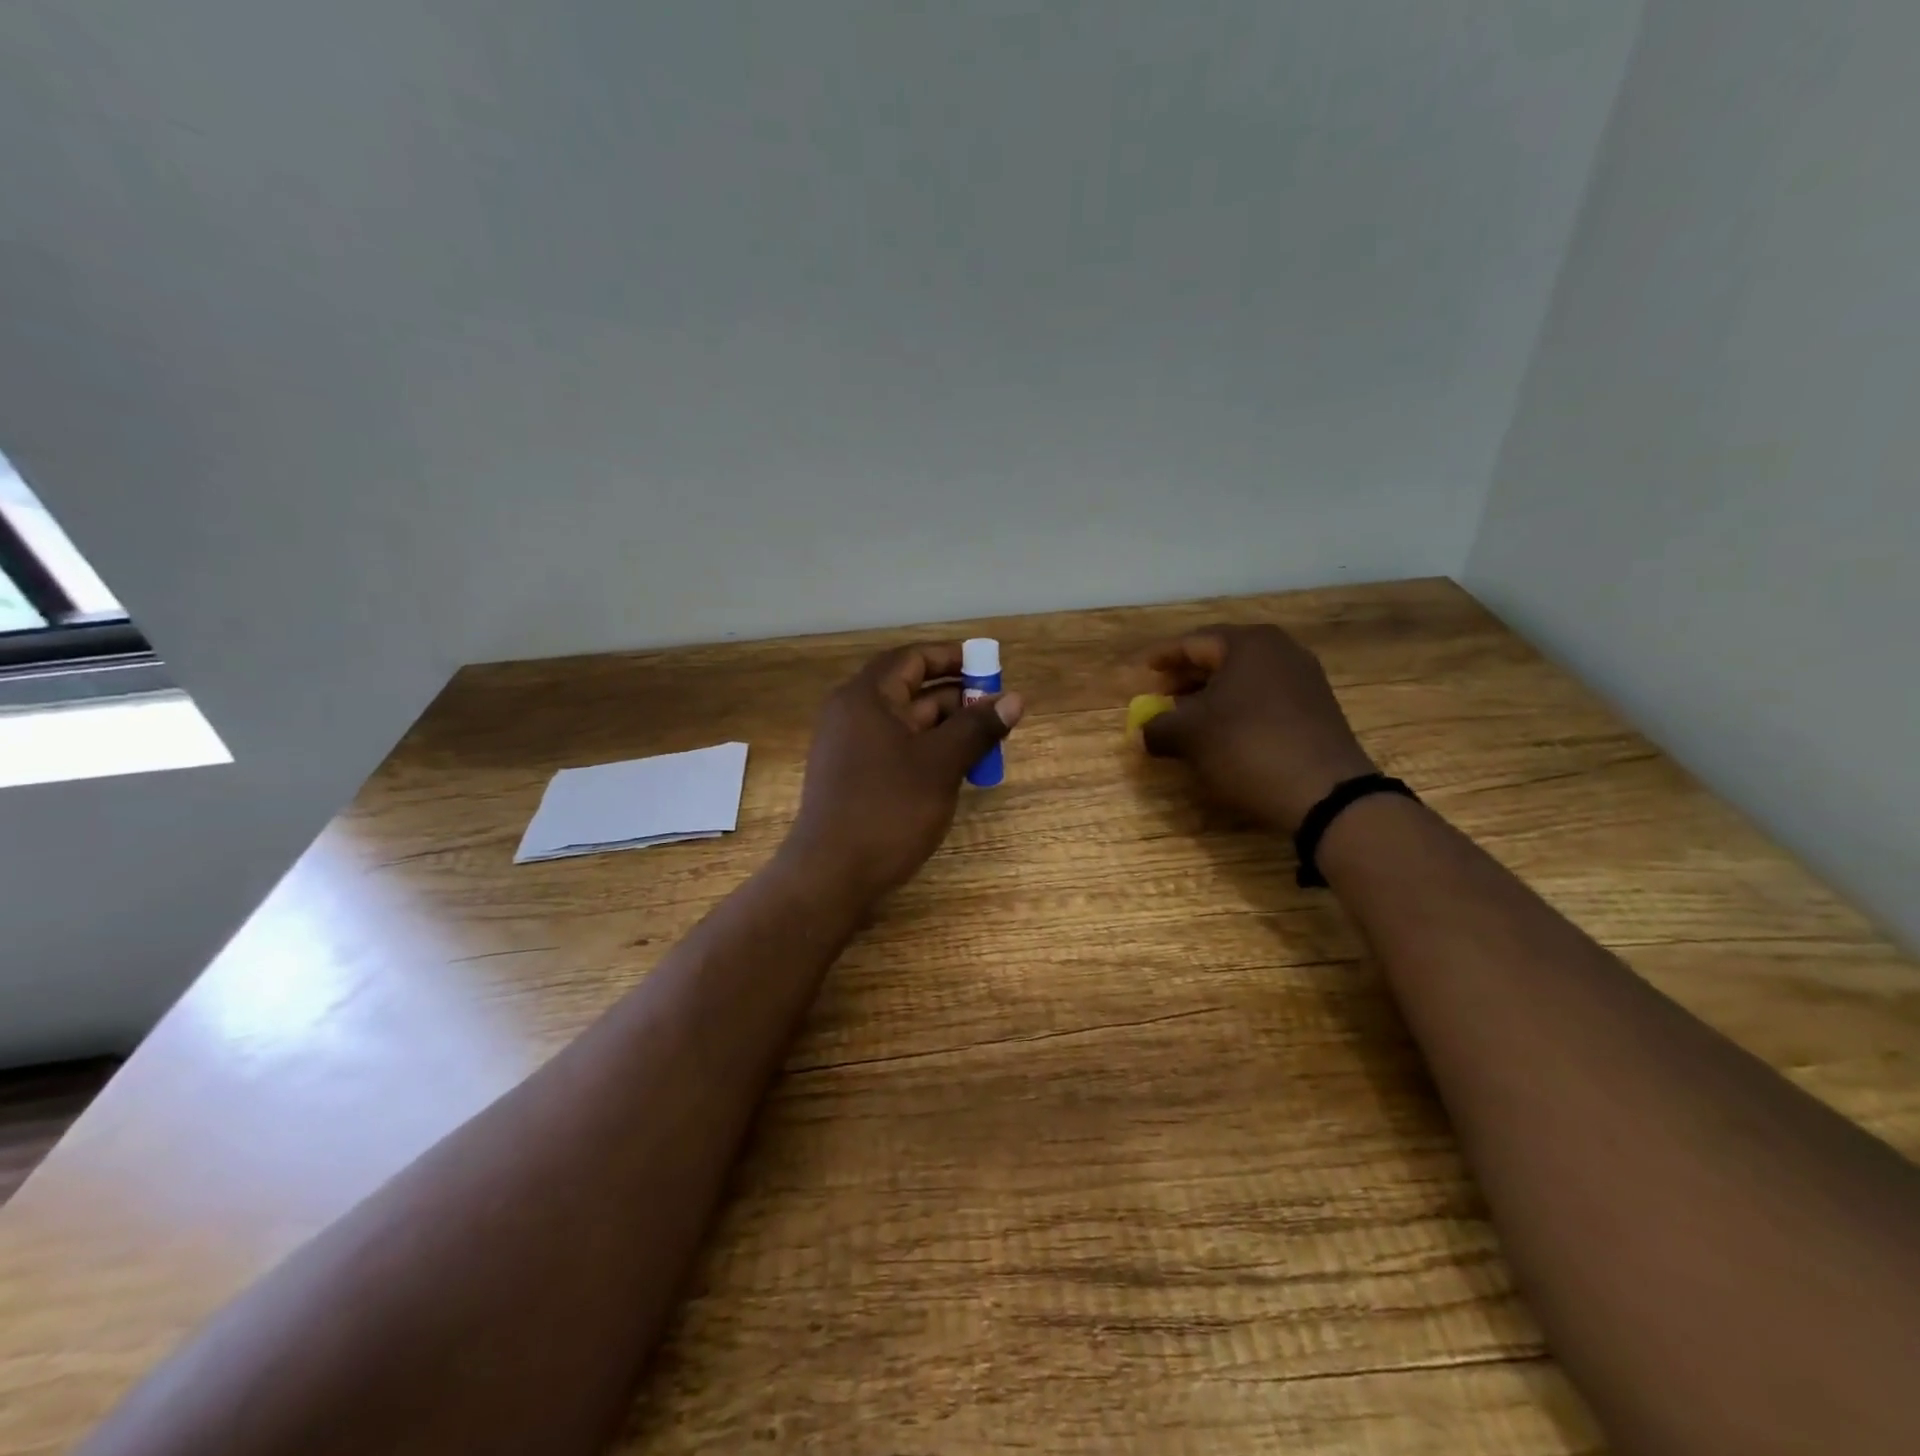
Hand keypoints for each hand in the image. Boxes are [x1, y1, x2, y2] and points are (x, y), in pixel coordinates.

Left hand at [785, 643, 1024, 899]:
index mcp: (866, 697)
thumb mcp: (941, 764)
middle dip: (957, 697)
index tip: (990, 667)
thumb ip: (978, 727)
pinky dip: (928, 750)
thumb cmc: (888, 810)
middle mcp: (853, 713)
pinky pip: (896, 748)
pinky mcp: (853, 776)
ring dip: (947, 727)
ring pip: (907, 723)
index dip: (953, 658)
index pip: (913, 658)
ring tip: (987, 742)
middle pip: (911, 689)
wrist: (831, 875)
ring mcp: (850, 746)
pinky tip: (957, 768)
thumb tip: (1016, 699)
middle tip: (997, 710)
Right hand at [1140, 624, 1374, 832]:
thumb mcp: (1189, 737)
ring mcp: (1304, 679)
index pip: (1193, 642)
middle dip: (1187, 677)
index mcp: (1249, 644)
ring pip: (1243, 679)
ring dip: (1211, 697)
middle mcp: (1280, 651)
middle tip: (1160, 696)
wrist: (1325, 792)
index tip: (1143, 669)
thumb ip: (1157, 727)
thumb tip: (1145, 730)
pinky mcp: (1316, 708)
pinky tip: (1222, 734)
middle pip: (1221, 657)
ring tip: (1186, 719)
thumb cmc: (1247, 747)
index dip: (1163, 657)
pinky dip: (1237, 709)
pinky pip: (1264, 698)